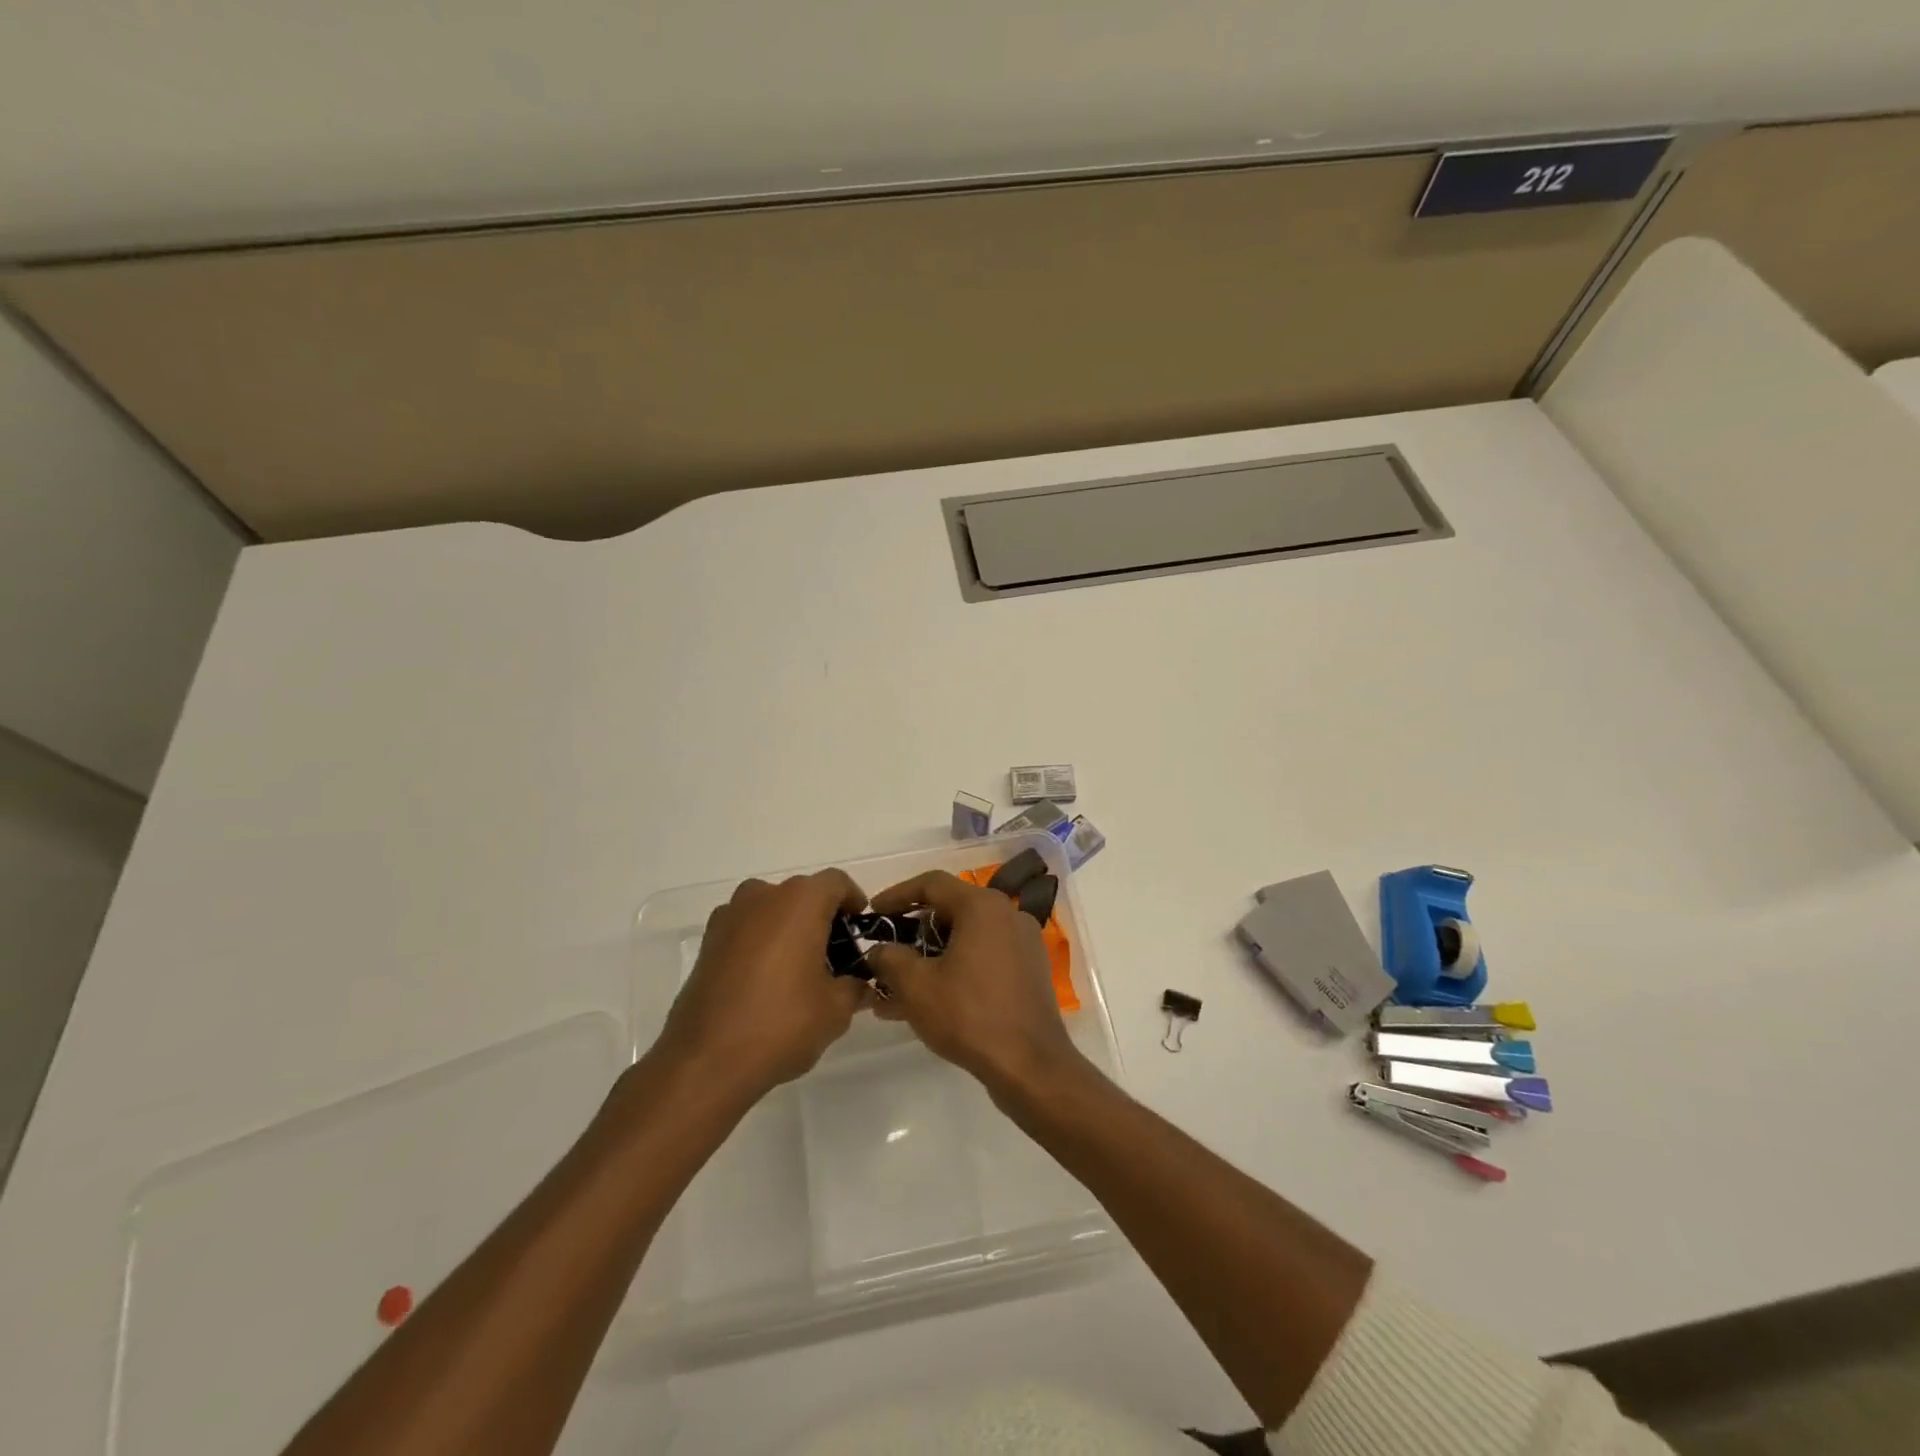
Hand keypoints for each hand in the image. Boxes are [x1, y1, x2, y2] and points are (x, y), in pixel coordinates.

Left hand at [657, 870, 869, 1102]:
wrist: (705, 1061)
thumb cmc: (781, 1024)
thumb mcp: (835, 1010)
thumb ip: (854, 987)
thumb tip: (860, 984)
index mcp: (799, 902)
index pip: (836, 883)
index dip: (853, 901)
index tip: (859, 930)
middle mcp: (762, 897)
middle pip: (802, 894)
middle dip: (821, 918)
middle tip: (834, 956)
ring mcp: (729, 917)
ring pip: (771, 909)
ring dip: (789, 928)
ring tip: (799, 969)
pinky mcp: (707, 943)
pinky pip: (746, 929)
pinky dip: (761, 942)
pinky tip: (766, 981)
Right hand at [865, 870, 1087, 1100]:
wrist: (1030, 1066)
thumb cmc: (969, 1015)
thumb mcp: (916, 985)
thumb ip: (889, 958)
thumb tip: (879, 950)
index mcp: (983, 906)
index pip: (932, 884)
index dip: (896, 895)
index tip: (872, 913)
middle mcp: (1007, 914)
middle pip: (950, 911)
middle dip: (912, 935)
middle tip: (884, 955)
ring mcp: (1022, 943)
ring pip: (965, 940)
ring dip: (930, 960)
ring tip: (895, 992)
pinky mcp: (1029, 971)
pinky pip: (983, 959)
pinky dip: (954, 971)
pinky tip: (928, 1003)